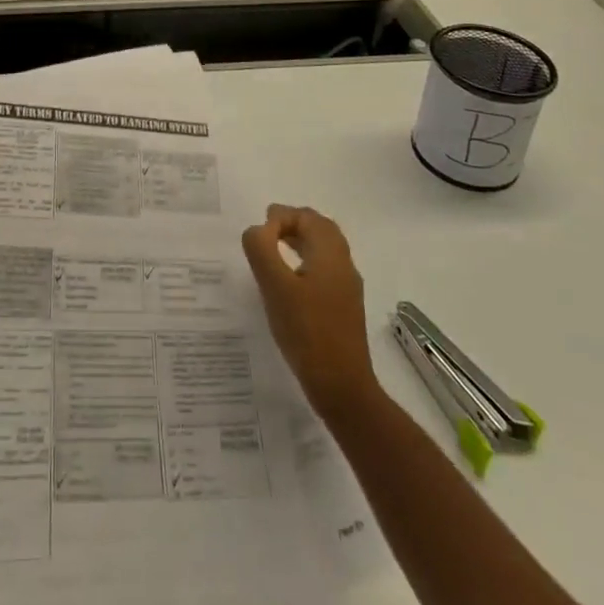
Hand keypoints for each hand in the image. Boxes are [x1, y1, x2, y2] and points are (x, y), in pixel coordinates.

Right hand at [242, 204, 377, 419]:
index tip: (257, 236)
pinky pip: (325, 268)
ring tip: (273, 249)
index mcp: (330, 253)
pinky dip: (306, 260)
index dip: (280, 217)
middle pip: (320, 228)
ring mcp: (347, 286)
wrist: (342, 387)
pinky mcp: (344, 306)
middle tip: (265, 231)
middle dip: (292, 222)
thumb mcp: (275, 287)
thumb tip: (256, 230)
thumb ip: (261, 249)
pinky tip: (290, 280)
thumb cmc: (307, 332)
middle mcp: (343, 263)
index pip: (306, 217)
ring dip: (300, 240)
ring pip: (324, 248)